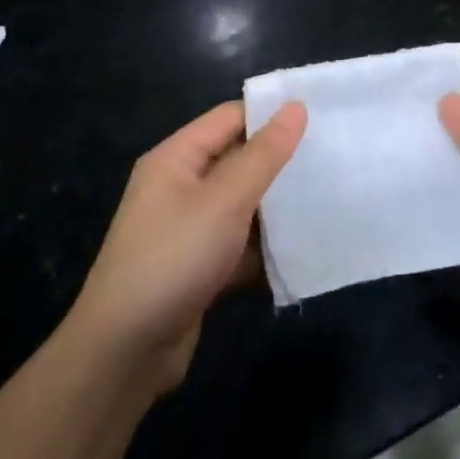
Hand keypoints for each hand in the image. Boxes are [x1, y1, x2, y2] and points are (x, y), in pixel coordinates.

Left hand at [71, 100, 305, 392]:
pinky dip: (265, 246)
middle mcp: (179, 187)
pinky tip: (304, 249)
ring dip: (277, 207)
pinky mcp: (198, 267)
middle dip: (281, 163)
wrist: (125, 351)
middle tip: (333, 159)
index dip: (272, 115)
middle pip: (238, 160)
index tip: (321, 119)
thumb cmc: (174, 258)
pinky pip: (239, 243)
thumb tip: (296, 106)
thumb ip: (264, 154)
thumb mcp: (225, 200)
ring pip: (242, 205)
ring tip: (330, 199)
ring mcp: (188, 229)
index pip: (230, 117)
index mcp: (176, 158)